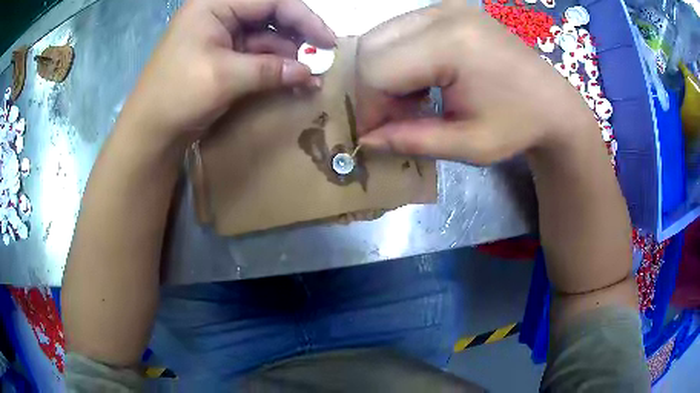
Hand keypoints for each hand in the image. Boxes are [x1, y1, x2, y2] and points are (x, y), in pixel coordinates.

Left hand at [119, 0, 334, 146]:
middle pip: (270, 15)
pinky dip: (276, 68)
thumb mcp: (224, 78)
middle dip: (298, 36)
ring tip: (310, 76)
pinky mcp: (224, 57)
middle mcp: (220, 15)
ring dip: (290, 55)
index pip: (270, 1)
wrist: (150, 133)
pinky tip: (293, 80)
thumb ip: (269, 70)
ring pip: (266, 37)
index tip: (327, 40)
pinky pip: (257, 56)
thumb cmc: (177, 96)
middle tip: (322, 57)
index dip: (304, 18)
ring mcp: (222, 36)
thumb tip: (310, 72)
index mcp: (214, 6)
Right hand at [356, 4, 597, 163]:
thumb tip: (365, 140)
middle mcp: (442, 13)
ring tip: (408, 101)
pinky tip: (420, 81)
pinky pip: (400, 31)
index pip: (377, 68)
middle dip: (371, 87)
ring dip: (382, 72)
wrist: (553, 103)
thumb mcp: (467, 145)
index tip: (375, 134)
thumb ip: (410, 141)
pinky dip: (398, 59)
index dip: (368, 105)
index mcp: (452, 44)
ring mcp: (444, 6)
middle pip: (371, 45)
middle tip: (391, 117)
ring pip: (381, 35)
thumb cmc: (518, 127)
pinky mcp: (447, 9)